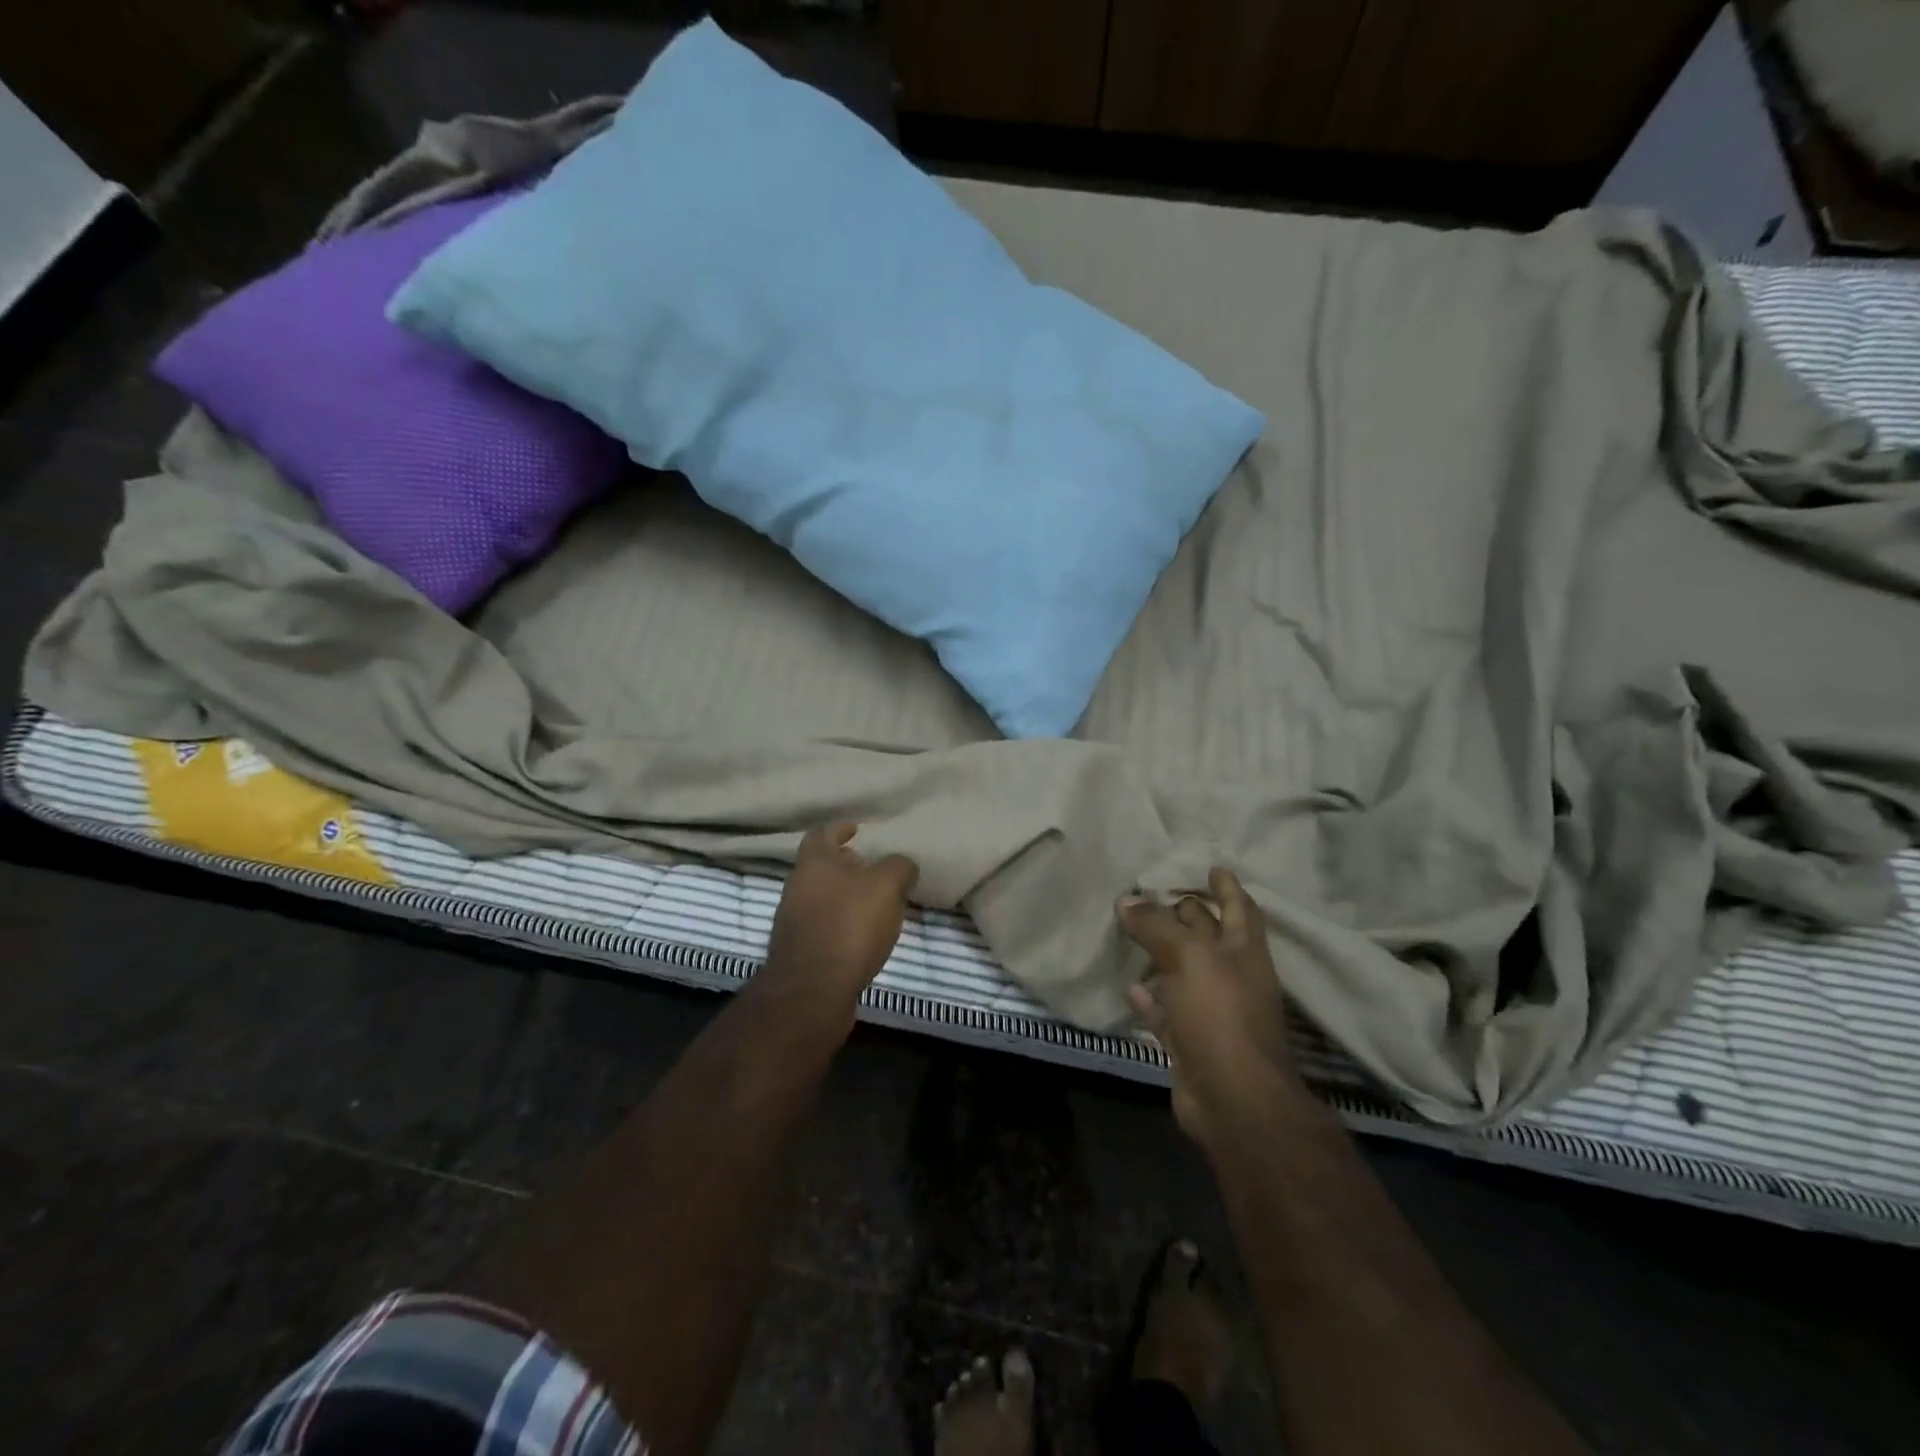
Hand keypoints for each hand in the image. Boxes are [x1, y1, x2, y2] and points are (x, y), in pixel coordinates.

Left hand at [761, 822, 918, 1029]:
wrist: (813, 991)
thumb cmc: (849, 926)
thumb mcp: (886, 886)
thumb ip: (898, 867)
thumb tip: (903, 864)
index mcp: (813, 863)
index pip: (822, 834)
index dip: (840, 829)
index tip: (856, 829)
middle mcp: (797, 887)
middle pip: (821, 868)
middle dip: (845, 865)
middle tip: (871, 868)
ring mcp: (793, 922)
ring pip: (822, 898)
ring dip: (845, 897)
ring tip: (875, 904)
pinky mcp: (799, 953)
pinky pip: (823, 928)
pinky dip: (842, 925)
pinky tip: (863, 936)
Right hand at [1119, 867, 1299, 1147]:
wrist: (1233, 1099)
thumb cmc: (1220, 1014)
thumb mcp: (1188, 957)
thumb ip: (1156, 926)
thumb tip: (1127, 900)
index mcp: (1243, 952)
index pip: (1240, 908)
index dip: (1227, 886)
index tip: (1211, 866)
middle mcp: (1231, 977)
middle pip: (1208, 936)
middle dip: (1187, 914)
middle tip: (1154, 893)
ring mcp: (1212, 1011)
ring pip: (1184, 973)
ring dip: (1162, 954)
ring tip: (1132, 932)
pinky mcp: (1191, 1041)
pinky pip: (1166, 1011)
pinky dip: (1150, 998)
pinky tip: (1129, 986)